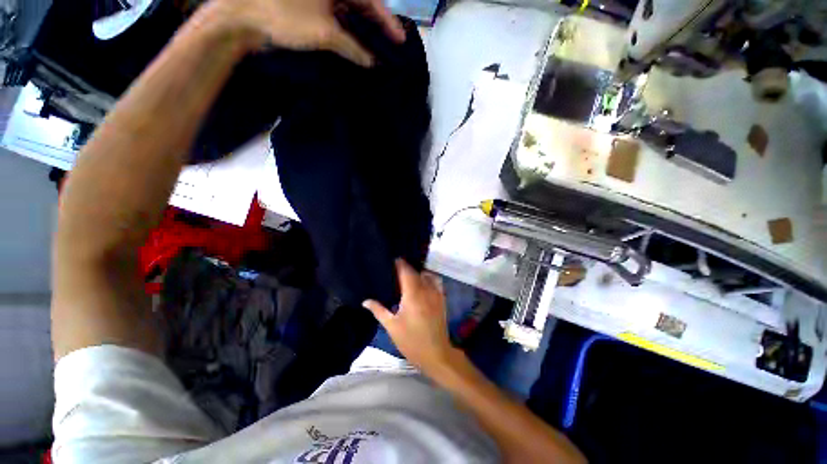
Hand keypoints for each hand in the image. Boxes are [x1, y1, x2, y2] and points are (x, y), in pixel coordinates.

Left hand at [196, 0, 405, 66]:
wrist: (242, 14)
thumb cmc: (284, 16)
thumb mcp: (323, 33)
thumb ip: (351, 47)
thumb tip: (371, 62)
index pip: (370, 1)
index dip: (387, 22)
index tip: (401, 39)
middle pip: (360, 2)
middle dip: (376, 23)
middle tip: (390, 43)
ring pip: (348, 8)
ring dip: (362, 27)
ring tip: (376, 44)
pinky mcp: (308, 3)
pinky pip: (334, 12)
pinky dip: (346, 26)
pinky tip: (353, 39)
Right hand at [363, 260, 457, 372]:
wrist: (436, 353)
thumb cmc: (411, 341)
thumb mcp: (392, 326)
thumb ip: (379, 310)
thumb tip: (365, 301)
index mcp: (413, 294)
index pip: (406, 271)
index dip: (399, 264)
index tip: (391, 261)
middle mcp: (426, 289)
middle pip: (415, 271)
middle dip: (405, 268)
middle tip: (395, 271)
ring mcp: (436, 293)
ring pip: (426, 274)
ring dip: (416, 273)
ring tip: (406, 277)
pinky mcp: (442, 298)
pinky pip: (435, 281)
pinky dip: (428, 278)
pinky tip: (421, 284)